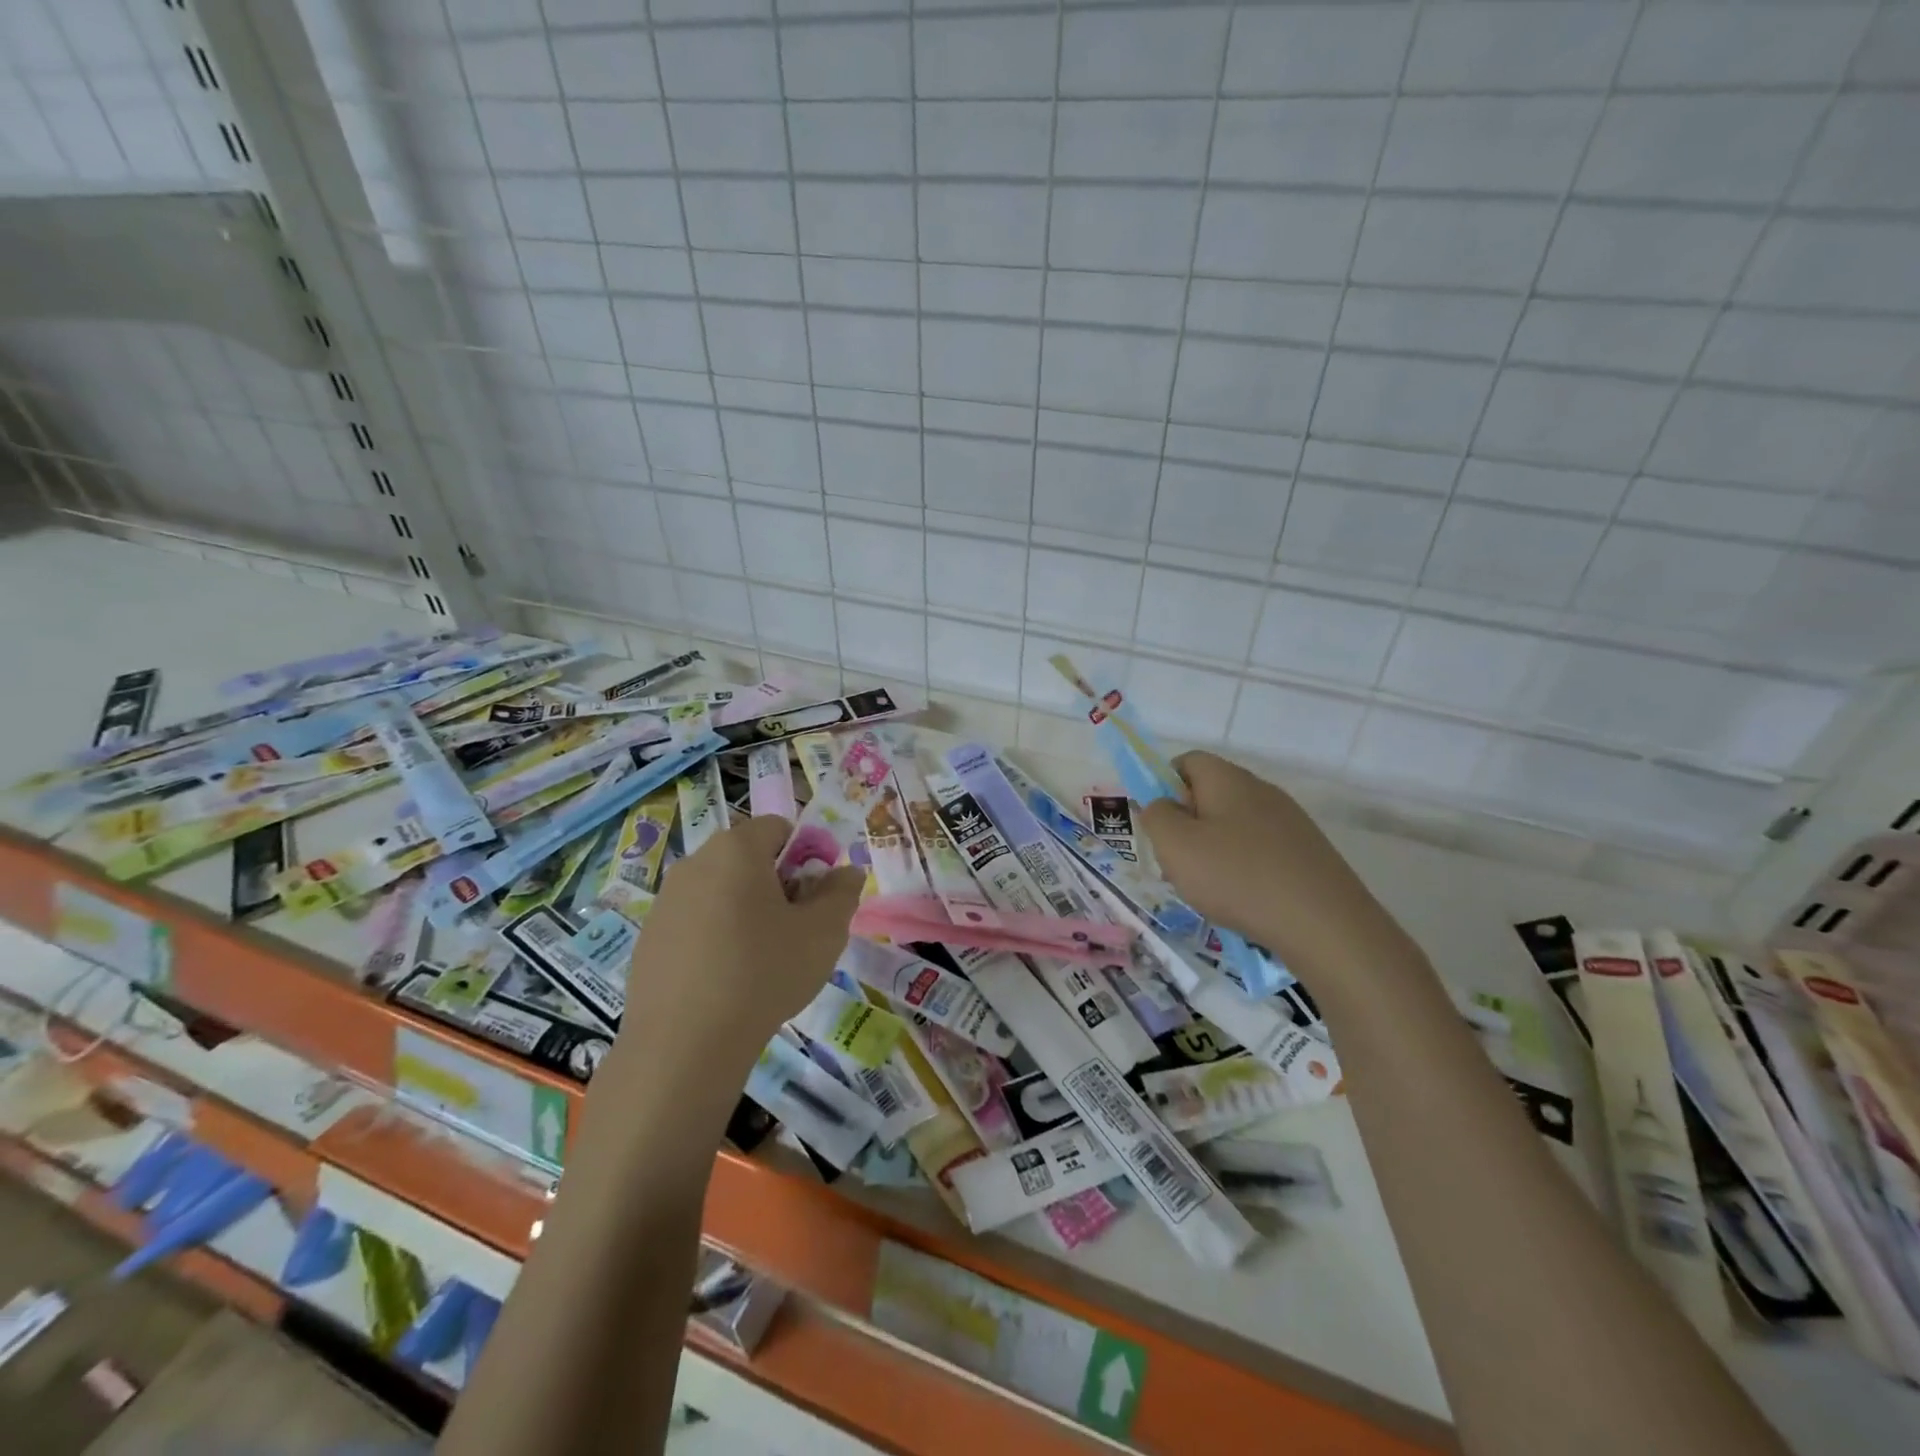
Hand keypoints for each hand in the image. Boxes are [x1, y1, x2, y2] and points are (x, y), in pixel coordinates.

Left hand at [616, 814, 863, 1075]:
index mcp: (736, 849)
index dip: (806, 855)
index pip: (778, 827)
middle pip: (747, 859)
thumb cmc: (763, 973)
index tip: (815, 898)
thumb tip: (845, 873)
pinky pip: (694, 923)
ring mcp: (665, 901)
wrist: (684, 1045)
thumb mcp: (824, 932)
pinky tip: (724, 981)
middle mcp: (695, 863)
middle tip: (794, 930)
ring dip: (745, 912)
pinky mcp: (648, 939)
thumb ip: (842, 892)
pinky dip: (714, 938)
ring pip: (720, 891)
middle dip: (776, 885)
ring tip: (760, 961)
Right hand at [1139, 752, 1406, 979]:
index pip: (1186, 761)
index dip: (1163, 785)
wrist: (1325, 924)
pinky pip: (1261, 851)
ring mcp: (1290, 821)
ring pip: (1235, 826)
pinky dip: (1244, 870)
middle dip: (1187, 825)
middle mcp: (1261, 790)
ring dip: (1214, 851)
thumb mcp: (1176, 846)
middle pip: (1210, 795)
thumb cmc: (1238, 877)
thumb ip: (1156, 816)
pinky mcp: (1308, 852)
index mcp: (1228, 779)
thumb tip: (1160, 805)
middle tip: (1178, 863)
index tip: (1158, 824)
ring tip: (1209, 890)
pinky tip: (1243, 901)